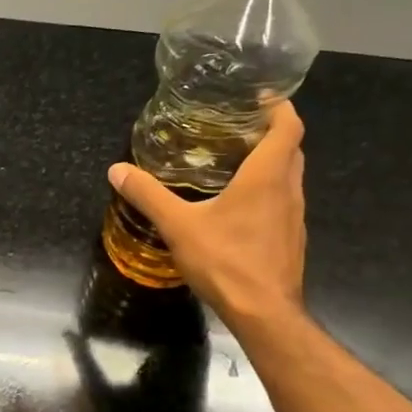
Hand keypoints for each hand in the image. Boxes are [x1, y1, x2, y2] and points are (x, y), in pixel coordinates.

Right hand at [107, 100, 307, 330]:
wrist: (264, 313)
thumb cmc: (226, 261)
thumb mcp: (178, 226)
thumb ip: (148, 195)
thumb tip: (117, 170)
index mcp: (267, 176)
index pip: (289, 127)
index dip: (278, 107)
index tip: (259, 98)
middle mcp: (288, 190)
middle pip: (291, 148)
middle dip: (270, 133)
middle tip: (237, 128)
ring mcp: (294, 216)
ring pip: (289, 177)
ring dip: (270, 163)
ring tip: (234, 163)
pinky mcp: (291, 239)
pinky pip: (283, 202)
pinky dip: (267, 192)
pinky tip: (238, 207)